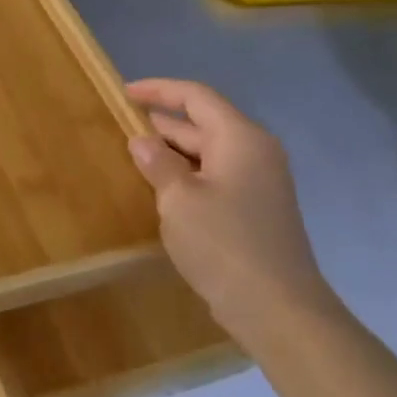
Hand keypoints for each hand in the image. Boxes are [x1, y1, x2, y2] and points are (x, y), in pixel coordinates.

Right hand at [125, 79, 340, 344]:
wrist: (275, 306)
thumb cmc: (223, 243)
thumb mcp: (178, 199)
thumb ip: (158, 163)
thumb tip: (142, 141)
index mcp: (240, 138)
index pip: (196, 97)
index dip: (159, 90)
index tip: (123, 92)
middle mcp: (255, 152)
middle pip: (204, 122)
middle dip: (163, 121)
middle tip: (121, 123)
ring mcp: (258, 182)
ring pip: (208, 152)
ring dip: (172, 150)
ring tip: (133, 152)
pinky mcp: (254, 209)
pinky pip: (215, 176)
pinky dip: (186, 173)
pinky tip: (160, 187)